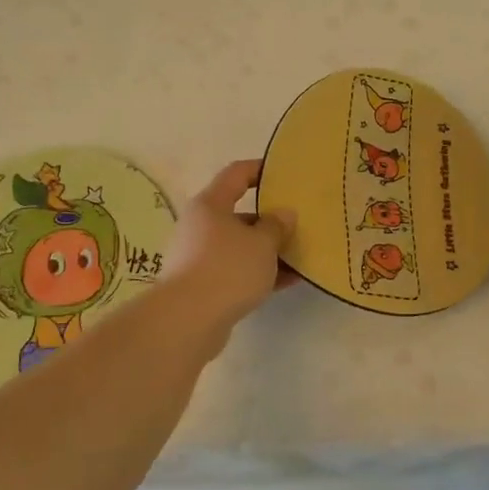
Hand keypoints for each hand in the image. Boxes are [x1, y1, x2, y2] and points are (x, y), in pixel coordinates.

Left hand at [160, 160, 295, 341]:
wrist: (188, 320)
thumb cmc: (227, 268)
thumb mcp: (262, 243)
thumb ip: (277, 226)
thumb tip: (283, 214)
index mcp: (210, 205)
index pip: (236, 174)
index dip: (260, 169)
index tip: (284, 173)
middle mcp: (200, 226)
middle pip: (239, 214)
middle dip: (270, 220)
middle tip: (299, 223)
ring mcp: (199, 257)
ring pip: (240, 246)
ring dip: (268, 250)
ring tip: (300, 256)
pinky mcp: (203, 285)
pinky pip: (237, 271)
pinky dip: (260, 273)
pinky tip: (288, 281)